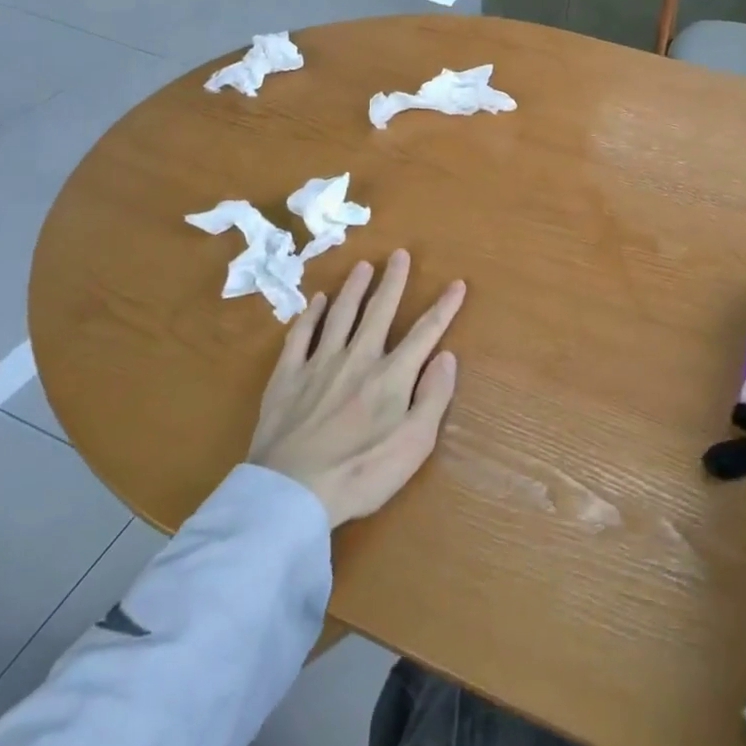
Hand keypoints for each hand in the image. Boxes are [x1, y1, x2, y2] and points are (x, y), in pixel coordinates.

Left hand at [247, 251, 462, 528]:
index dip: (444, 307)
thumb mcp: (414, 445)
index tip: (457, 283)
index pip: (425, 333)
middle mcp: (358, 358)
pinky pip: (301, 335)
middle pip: (379, 311)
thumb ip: (433, 397)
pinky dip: (311, 315)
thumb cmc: (361, 473)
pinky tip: (317, 301)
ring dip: (354, 288)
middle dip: (393, 281)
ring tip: (363, 266)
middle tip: (399, 254)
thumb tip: (447, 356)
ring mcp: (319, 363)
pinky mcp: (288, 376)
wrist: (292, 491)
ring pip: (341, 314)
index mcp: (391, 376)